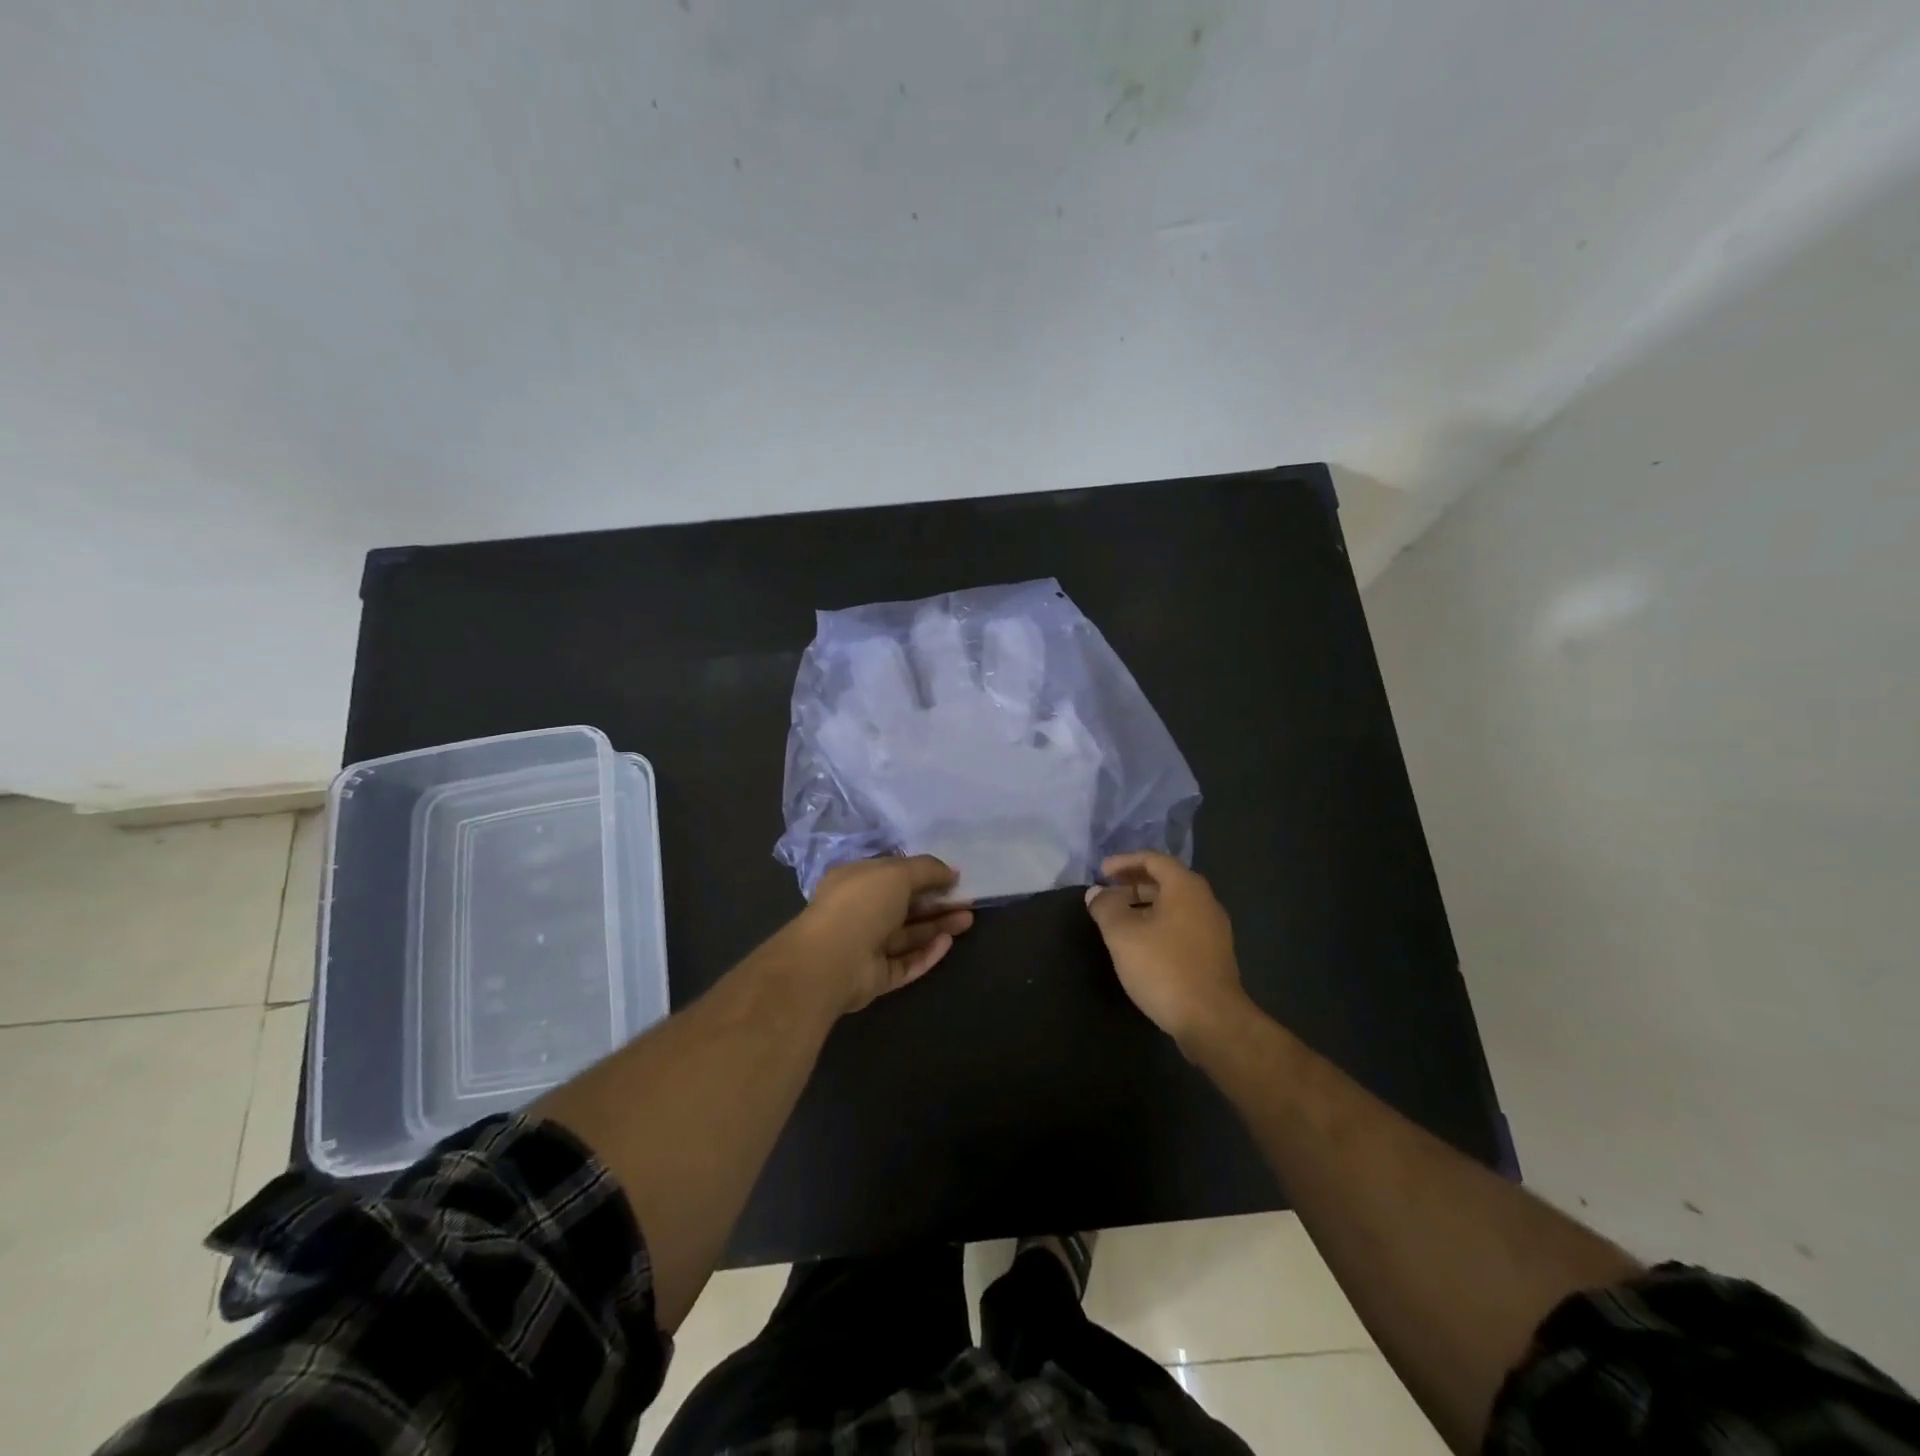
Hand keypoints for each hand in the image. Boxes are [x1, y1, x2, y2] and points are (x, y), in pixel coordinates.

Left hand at [793, 855, 974, 1013]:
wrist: (831, 960)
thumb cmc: (861, 903)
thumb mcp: (897, 873)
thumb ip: (927, 869)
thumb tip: (952, 871)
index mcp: (855, 881)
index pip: (893, 874)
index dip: (922, 874)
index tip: (952, 876)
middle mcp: (859, 911)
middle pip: (904, 906)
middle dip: (936, 902)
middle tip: (967, 900)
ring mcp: (866, 946)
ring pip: (908, 935)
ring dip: (937, 926)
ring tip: (968, 919)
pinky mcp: (875, 976)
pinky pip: (906, 962)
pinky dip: (927, 953)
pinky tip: (948, 943)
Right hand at [1085, 852, 1246, 1043]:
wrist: (1212, 1020)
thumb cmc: (1164, 968)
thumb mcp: (1123, 935)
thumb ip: (1106, 908)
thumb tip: (1096, 893)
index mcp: (1186, 888)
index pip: (1154, 860)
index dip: (1124, 862)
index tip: (1101, 872)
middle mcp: (1205, 901)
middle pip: (1166, 881)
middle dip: (1134, 883)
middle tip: (1107, 893)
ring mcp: (1213, 929)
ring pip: (1174, 905)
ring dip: (1145, 905)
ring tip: (1119, 919)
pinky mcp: (1214, 954)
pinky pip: (1182, 926)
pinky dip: (1158, 924)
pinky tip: (1141, 944)